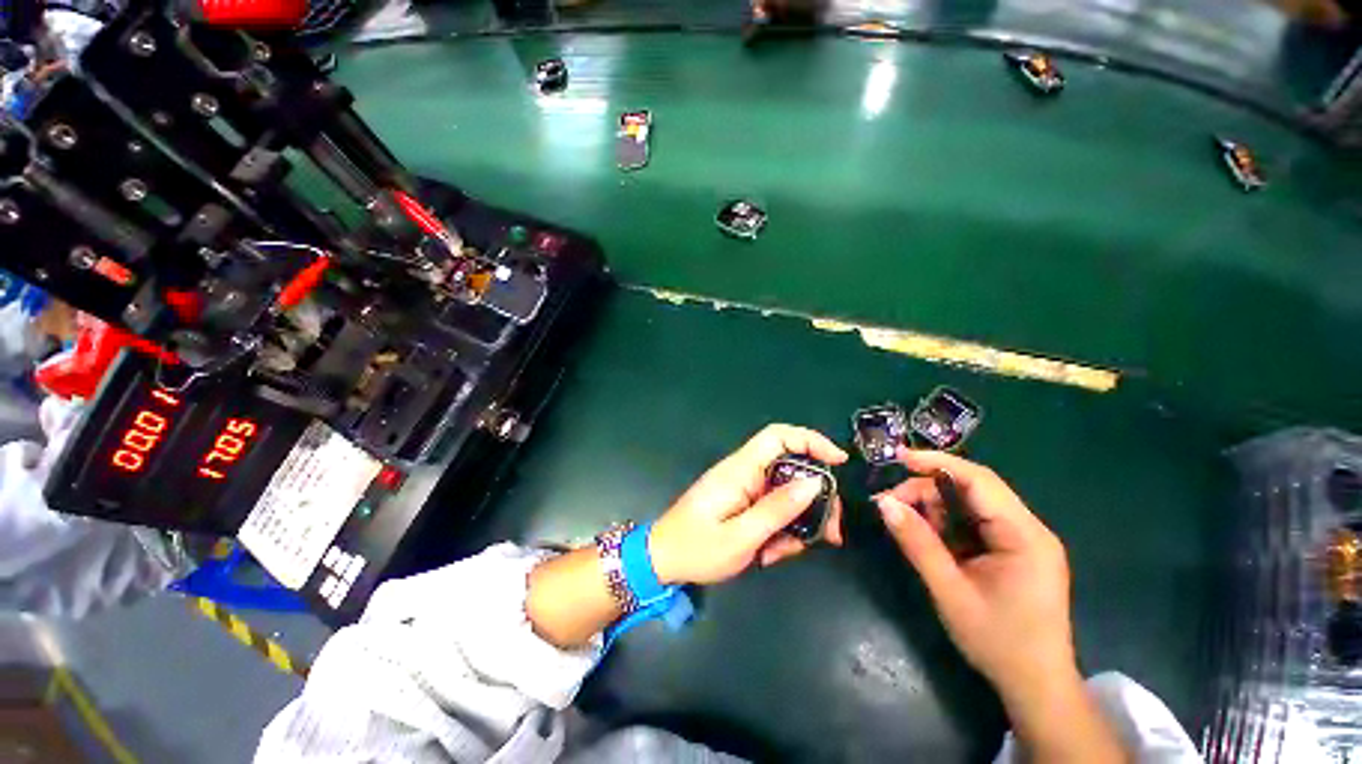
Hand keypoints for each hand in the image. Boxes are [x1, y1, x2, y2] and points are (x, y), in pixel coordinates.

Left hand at [649, 424, 847, 585]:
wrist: (662, 559)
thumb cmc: (697, 548)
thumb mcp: (742, 536)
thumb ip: (778, 509)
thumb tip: (815, 482)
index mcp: (740, 470)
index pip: (778, 436)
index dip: (810, 441)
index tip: (839, 462)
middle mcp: (744, 472)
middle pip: (791, 468)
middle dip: (814, 499)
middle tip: (829, 533)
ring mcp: (743, 487)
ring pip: (785, 493)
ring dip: (796, 522)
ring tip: (783, 553)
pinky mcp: (742, 501)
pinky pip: (772, 508)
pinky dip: (779, 529)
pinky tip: (769, 553)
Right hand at [874, 449, 1074, 701]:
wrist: (1036, 686)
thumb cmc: (998, 641)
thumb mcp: (950, 591)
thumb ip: (917, 543)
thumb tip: (883, 503)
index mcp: (1024, 535)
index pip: (979, 481)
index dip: (937, 462)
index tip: (898, 457)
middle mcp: (1028, 529)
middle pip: (972, 489)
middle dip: (927, 489)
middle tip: (890, 503)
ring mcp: (1023, 539)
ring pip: (970, 504)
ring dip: (933, 506)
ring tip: (904, 522)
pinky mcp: (1014, 550)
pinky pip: (973, 522)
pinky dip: (945, 523)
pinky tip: (927, 536)